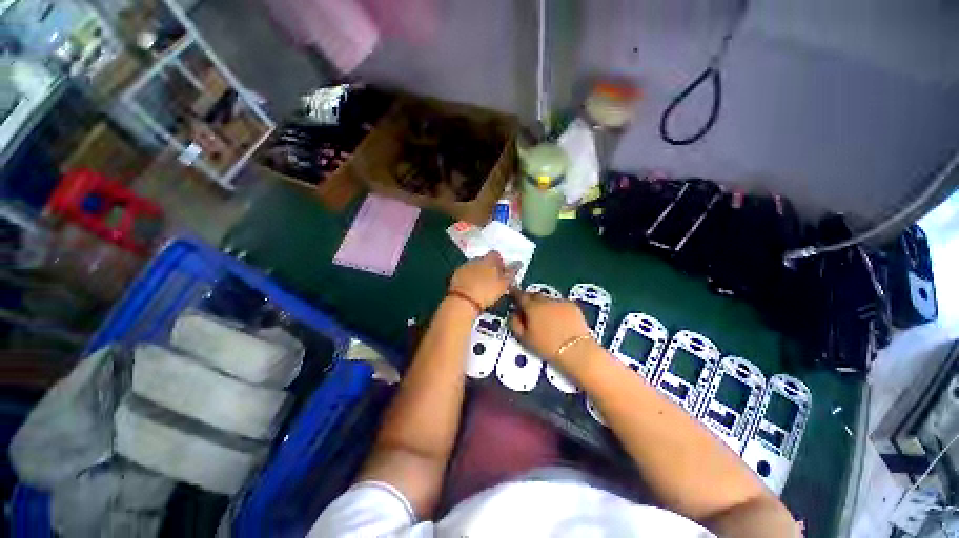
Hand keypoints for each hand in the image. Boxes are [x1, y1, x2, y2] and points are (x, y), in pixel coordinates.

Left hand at [448, 252, 513, 309]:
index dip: (499, 261)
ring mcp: (464, 266)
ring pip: (474, 266)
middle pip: (484, 259)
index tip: (501, 271)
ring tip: (481, 284)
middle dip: (488, 266)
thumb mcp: (503, 284)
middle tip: (491, 279)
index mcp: (489, 260)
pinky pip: (465, 272)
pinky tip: (470, 286)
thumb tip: (519, 262)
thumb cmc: (487, 292)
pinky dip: (468, 277)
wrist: (463, 301)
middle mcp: (476, 259)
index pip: (495, 254)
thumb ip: (511, 272)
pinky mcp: (455, 274)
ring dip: (478, 272)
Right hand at [509, 292, 594, 369]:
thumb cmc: (546, 346)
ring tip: (545, 316)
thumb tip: (513, 313)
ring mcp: (560, 301)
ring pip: (547, 299)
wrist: (576, 350)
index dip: (514, 293)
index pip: (520, 295)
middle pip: (534, 295)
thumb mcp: (524, 338)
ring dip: (543, 304)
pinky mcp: (573, 306)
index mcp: (531, 306)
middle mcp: (545, 300)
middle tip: (528, 309)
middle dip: (530, 299)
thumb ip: (514, 323)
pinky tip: (559, 319)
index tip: (512, 293)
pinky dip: (556, 308)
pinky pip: (560, 303)